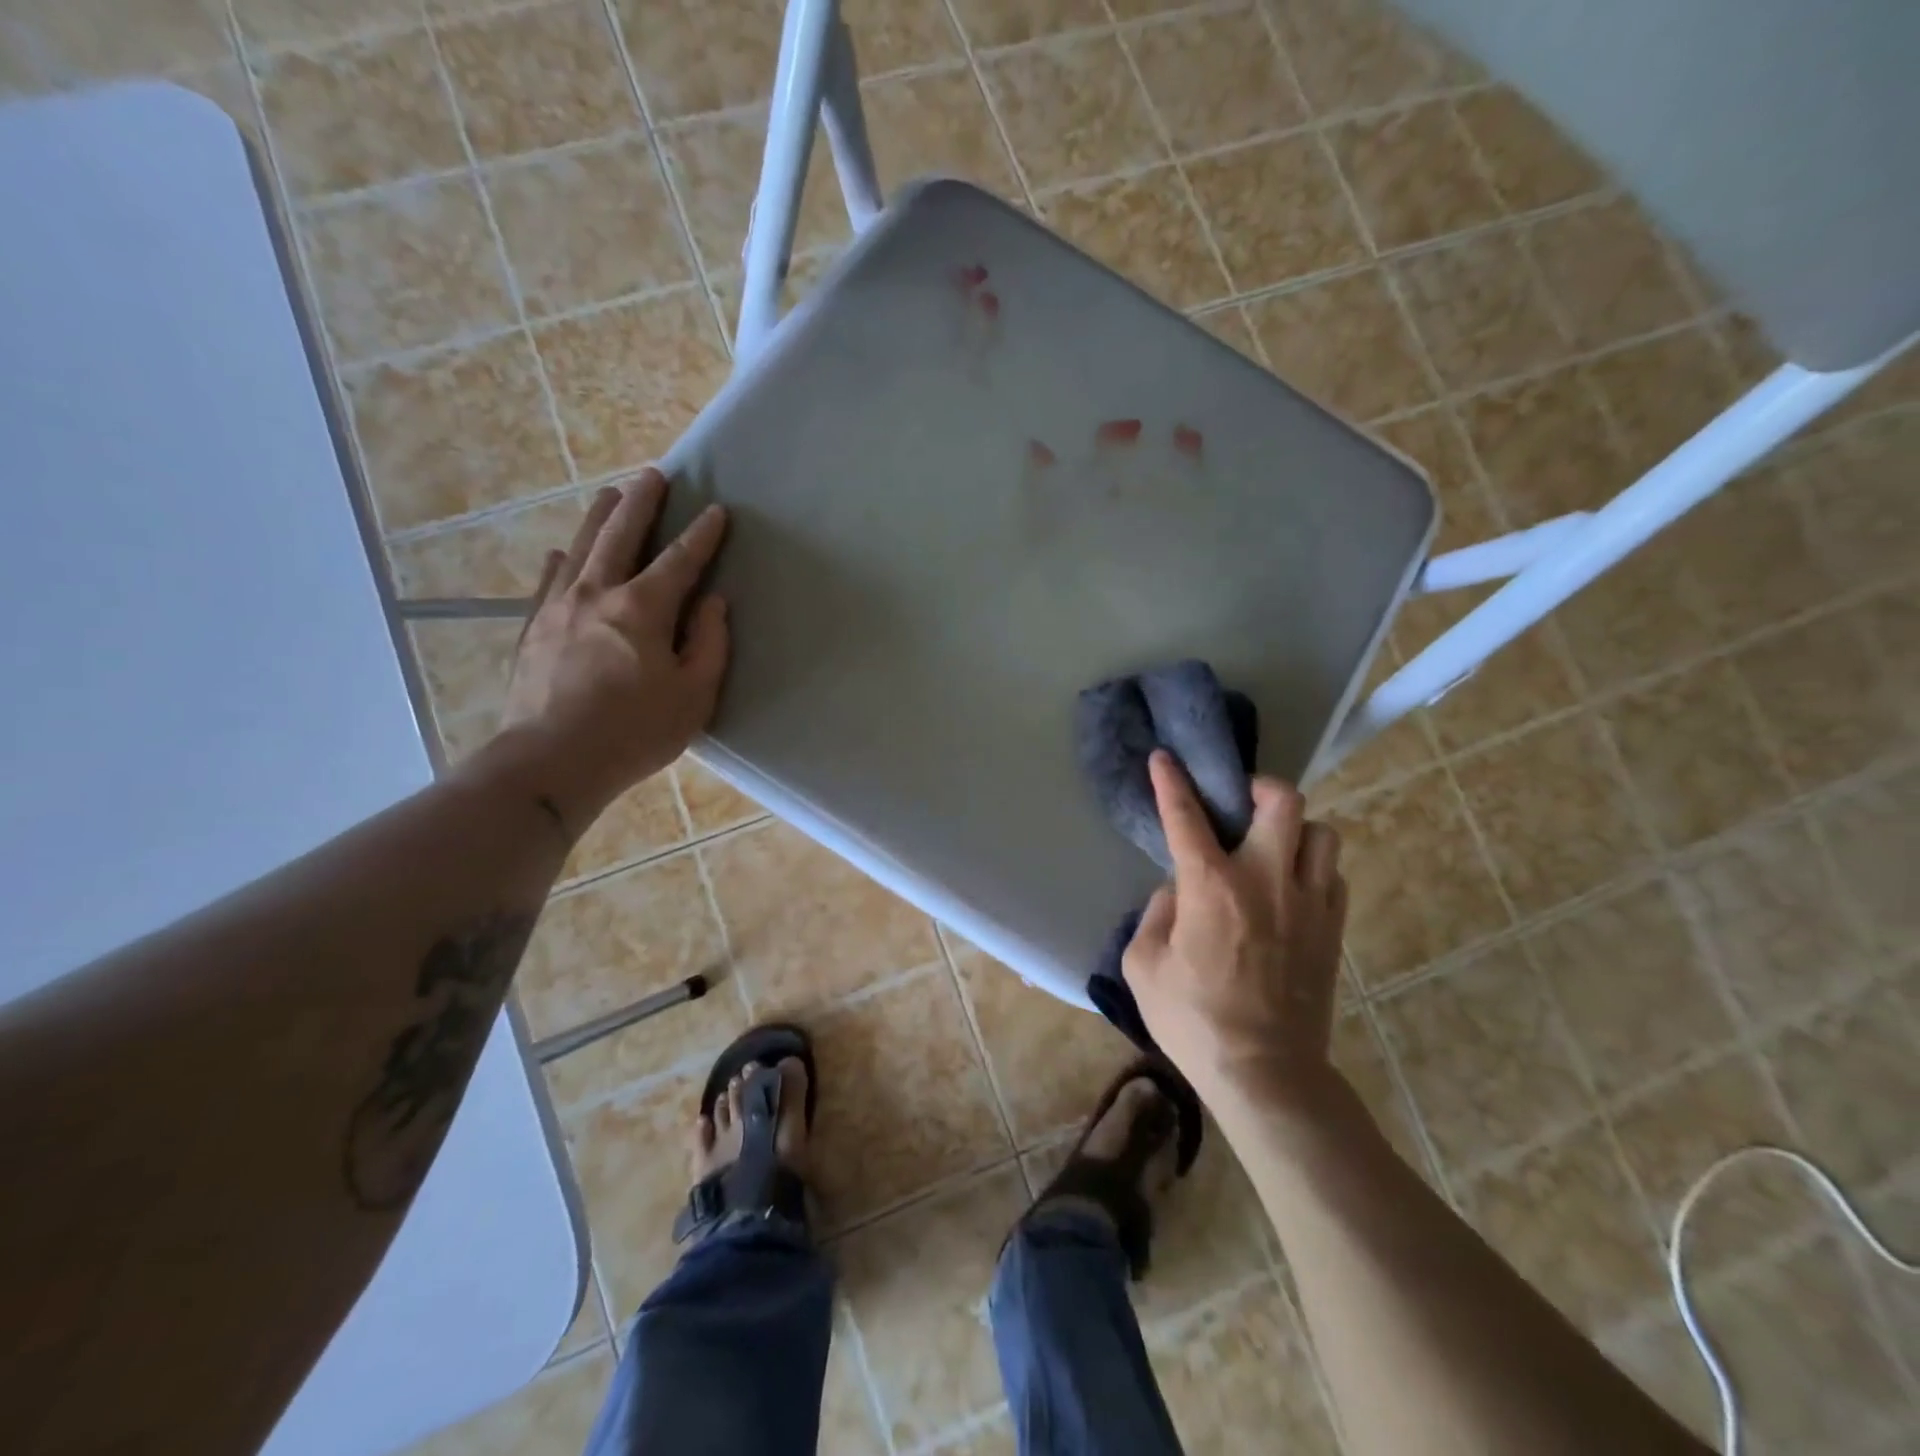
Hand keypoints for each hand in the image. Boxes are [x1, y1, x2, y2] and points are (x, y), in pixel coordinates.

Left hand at [493, 469, 729, 832]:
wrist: (550, 761)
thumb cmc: (634, 732)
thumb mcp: (693, 695)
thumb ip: (709, 644)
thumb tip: (712, 603)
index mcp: (642, 609)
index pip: (680, 560)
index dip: (702, 535)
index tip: (717, 511)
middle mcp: (597, 593)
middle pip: (620, 534)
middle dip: (641, 502)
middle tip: (654, 475)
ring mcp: (558, 608)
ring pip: (581, 548)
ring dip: (600, 517)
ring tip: (612, 493)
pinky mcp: (533, 629)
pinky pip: (548, 581)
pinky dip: (561, 561)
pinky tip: (562, 553)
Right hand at [1122, 751, 1347, 1104]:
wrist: (1266, 1073)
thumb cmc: (1193, 1021)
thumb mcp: (1143, 966)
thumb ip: (1156, 913)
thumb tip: (1177, 890)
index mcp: (1210, 886)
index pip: (1187, 815)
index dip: (1172, 780)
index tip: (1165, 757)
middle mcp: (1265, 879)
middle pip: (1283, 801)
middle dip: (1259, 787)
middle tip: (1240, 804)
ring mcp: (1309, 903)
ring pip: (1322, 832)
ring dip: (1294, 830)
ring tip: (1271, 848)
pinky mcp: (1333, 929)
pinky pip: (1333, 875)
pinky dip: (1312, 869)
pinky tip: (1291, 889)